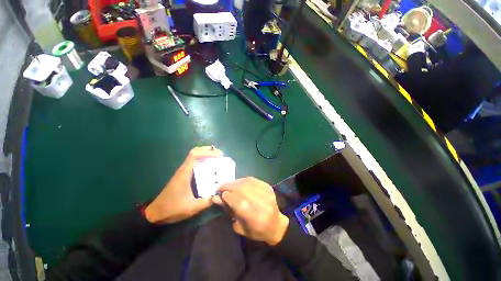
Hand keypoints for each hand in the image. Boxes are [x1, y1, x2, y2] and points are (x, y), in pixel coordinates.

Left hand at [145, 146, 223, 223]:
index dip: (207, 152)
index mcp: (184, 173)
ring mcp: (183, 172)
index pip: (195, 155)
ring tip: (217, 158)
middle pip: (194, 152)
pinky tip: (210, 167)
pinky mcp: (183, 175)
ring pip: (194, 156)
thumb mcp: (191, 207)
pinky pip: (194, 163)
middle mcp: (183, 169)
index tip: (219, 155)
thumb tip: (219, 196)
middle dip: (207, 150)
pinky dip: (203, 160)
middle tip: (220, 154)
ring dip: (205, 154)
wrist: (155, 214)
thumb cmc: (172, 209)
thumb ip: (207, 202)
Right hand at [212, 177, 288, 245]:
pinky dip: (243, 180)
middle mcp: (264, 204)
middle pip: (244, 190)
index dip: (229, 197)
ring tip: (228, 184)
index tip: (221, 194)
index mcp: (257, 219)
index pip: (241, 204)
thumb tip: (217, 198)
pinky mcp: (268, 187)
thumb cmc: (256, 231)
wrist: (276, 224)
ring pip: (248, 183)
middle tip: (221, 186)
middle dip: (230, 186)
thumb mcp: (240, 227)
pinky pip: (253, 180)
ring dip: (236, 182)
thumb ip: (229, 211)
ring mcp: (267, 194)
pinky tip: (238, 183)